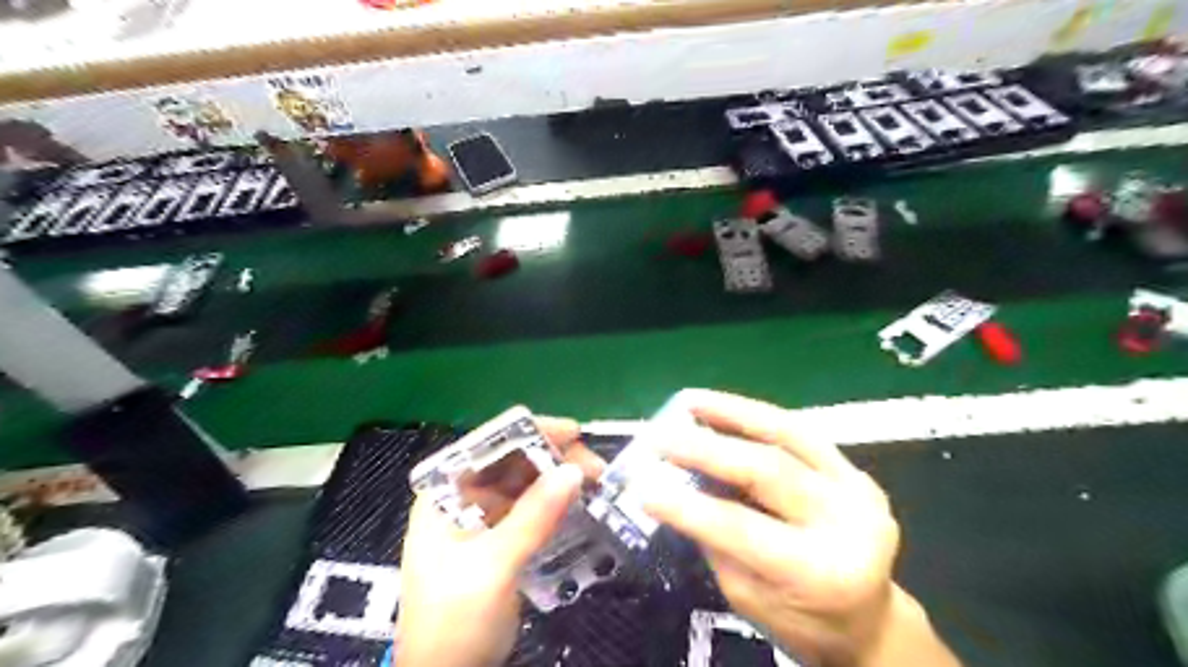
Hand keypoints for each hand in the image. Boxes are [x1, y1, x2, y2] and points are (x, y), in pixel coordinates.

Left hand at [397, 418, 604, 665]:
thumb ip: (533, 516)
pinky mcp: (503, 542)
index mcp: (444, 494)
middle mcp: (463, 499)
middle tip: (595, 467)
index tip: (573, 432)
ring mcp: (484, 521)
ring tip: (597, 483)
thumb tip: (574, 471)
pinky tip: (582, 505)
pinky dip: (557, 506)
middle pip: (512, 463)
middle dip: (553, 458)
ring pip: (527, 486)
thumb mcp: (493, 567)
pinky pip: (533, 511)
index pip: (486, 445)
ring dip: (559, 481)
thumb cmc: (453, 621)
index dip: (529, 432)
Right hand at [635, 391, 958, 666]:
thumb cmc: (802, 622)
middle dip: (705, 450)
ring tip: (690, 402)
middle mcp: (848, 522)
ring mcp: (857, 488)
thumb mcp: (748, 597)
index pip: (742, 528)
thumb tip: (680, 488)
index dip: (688, 506)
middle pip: (767, 470)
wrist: (871, 621)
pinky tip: (723, 408)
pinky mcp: (855, 470)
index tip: (643, 488)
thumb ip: (717, 540)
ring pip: (788, 434)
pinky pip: (799, 433)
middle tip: (660, 438)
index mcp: (820, 571)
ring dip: (732, 414)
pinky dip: (755, 417)